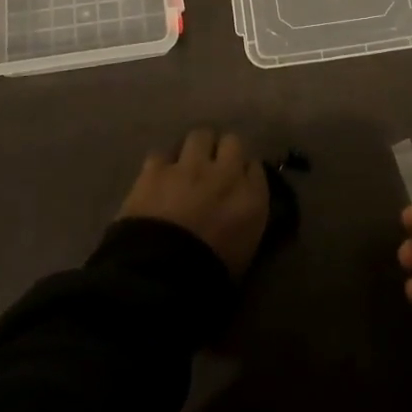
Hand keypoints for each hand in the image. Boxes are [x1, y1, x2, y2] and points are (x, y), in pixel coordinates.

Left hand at [118, 127, 269, 277]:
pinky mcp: (156, 169)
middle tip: (214, 168)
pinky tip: (158, 177)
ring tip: (187, 164)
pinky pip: (163, 153)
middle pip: (232, 142)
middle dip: (223, 151)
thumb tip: (242, 206)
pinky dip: (162, 164)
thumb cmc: (208, 275)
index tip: (239, 182)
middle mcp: (225, 172)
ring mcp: (189, 166)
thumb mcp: (244, 251)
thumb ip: (247, 219)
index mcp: (252, 197)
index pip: (256, 167)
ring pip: (199, 136)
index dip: (245, 172)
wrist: (160, 276)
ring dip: (196, 148)